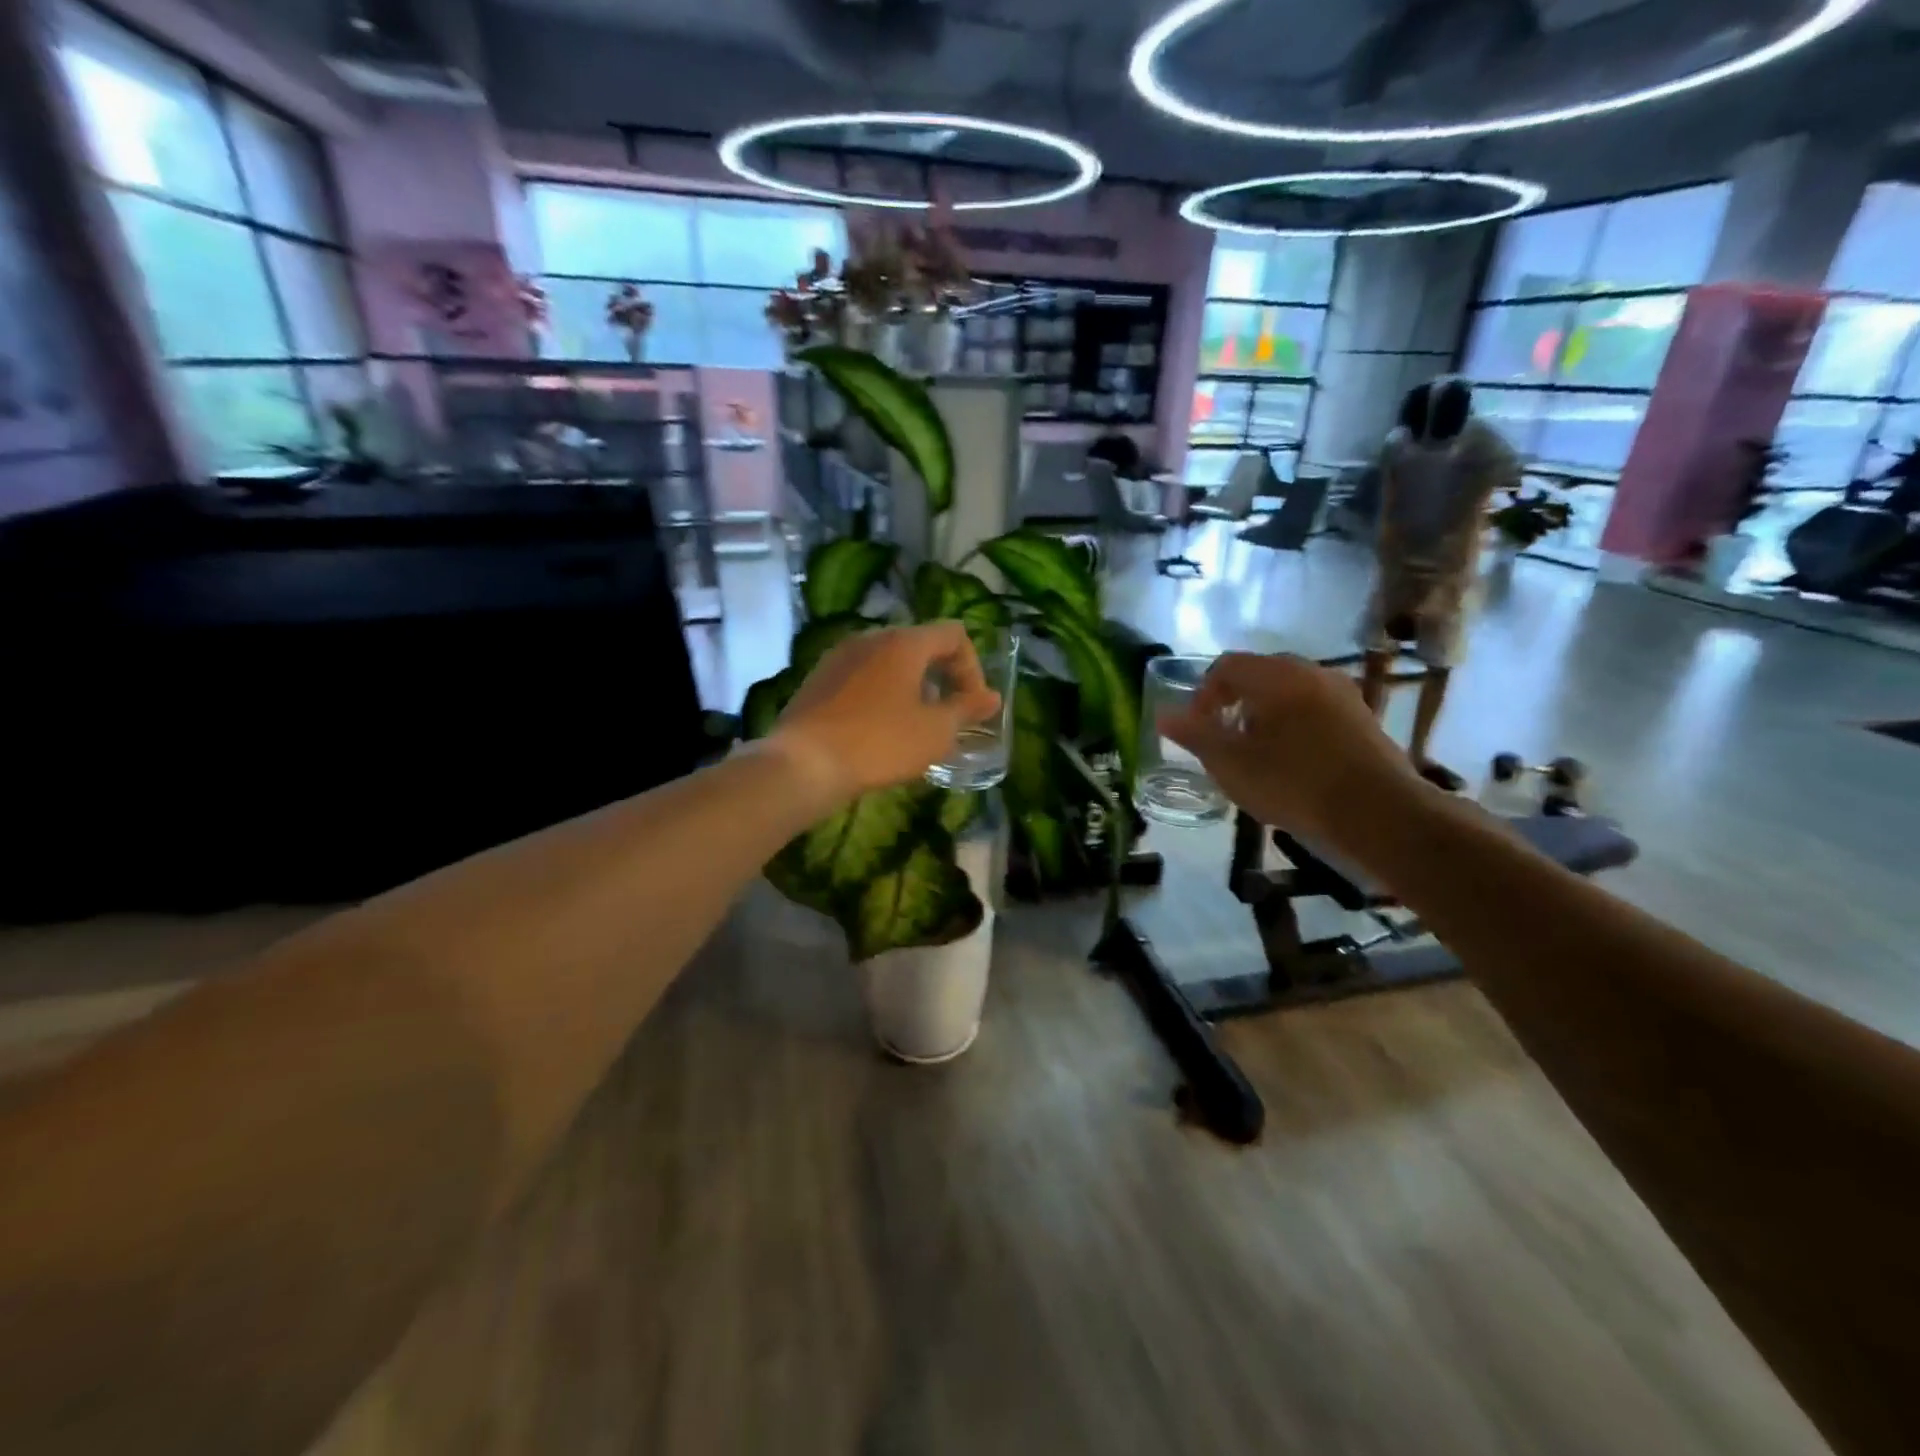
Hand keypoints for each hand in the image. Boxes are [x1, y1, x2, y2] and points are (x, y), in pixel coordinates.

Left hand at [768, 623, 999, 807]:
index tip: (970, 706)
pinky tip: (878, 730)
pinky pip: (863, 677)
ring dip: (911, 687)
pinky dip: (882, 694)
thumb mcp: (935, 732)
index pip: (953, 635)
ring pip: (889, 662)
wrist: (803, 764)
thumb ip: (967, 710)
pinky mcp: (818, 679)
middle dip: (942, 678)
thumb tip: (992, 698)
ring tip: (914, 726)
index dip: (972, 668)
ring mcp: (839, 656)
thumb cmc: (879, 743)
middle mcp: (870, 637)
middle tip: (947, 716)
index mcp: (903, 642)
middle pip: (920, 645)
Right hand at [1158, 652, 1421, 848]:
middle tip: (1225, 740)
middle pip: (1259, 674)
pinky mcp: (1362, 716)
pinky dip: (1294, 724)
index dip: (1204, 694)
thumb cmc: (1294, 784)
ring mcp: (1342, 693)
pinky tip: (1293, 761)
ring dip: (1265, 714)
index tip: (1199, 729)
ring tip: (1257, 753)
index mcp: (1275, 676)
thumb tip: (1162, 714)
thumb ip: (1195, 735)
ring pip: (1289, 691)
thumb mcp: (1231, 764)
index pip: (1226, 666)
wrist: (1379, 813)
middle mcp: (1310, 672)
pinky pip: (1314, 708)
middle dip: (1234, 702)